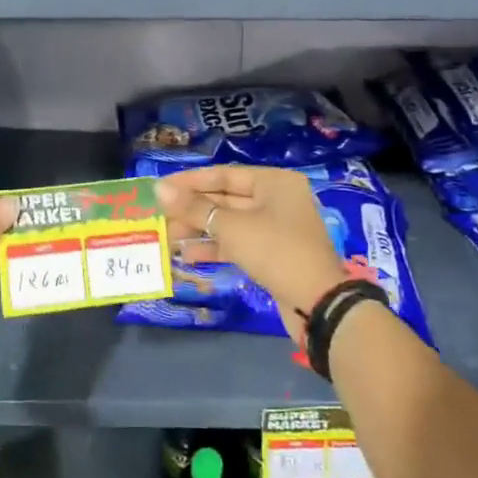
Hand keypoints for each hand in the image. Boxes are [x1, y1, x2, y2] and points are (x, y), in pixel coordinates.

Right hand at [155, 165, 348, 346]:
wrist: (317, 302)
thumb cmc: (275, 251)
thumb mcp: (231, 227)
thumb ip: (194, 208)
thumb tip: (160, 189)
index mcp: (274, 182)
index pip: (223, 175)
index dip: (189, 182)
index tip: (160, 189)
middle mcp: (277, 199)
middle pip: (226, 199)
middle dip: (193, 210)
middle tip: (159, 217)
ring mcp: (276, 228)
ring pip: (230, 223)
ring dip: (200, 230)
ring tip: (167, 238)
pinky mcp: (273, 254)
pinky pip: (238, 243)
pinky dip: (215, 247)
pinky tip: (188, 256)